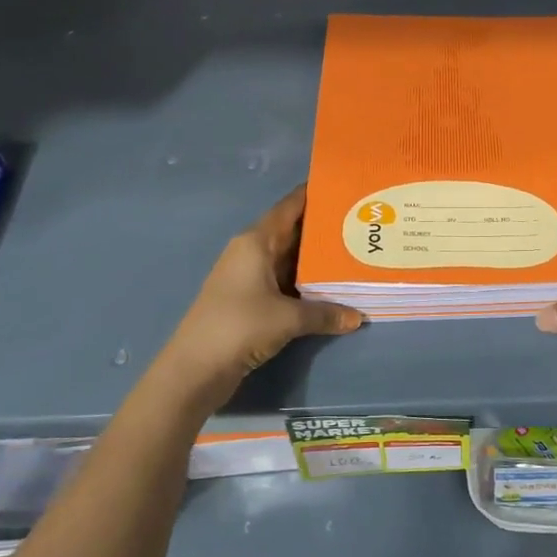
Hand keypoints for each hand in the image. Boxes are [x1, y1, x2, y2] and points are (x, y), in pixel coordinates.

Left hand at [160, 186, 362, 401]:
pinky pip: (286, 283)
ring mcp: (250, 278)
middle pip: (293, 232)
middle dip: (325, 229)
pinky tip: (333, 287)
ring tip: (356, 253)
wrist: (195, 369)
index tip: (345, 187)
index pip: (290, 207)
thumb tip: (358, 317)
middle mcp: (252, 253)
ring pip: (291, 260)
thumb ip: (325, 313)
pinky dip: (307, 284)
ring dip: (318, 260)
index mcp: (255, 242)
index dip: (314, 195)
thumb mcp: (288, 319)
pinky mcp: (250, 302)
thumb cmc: (239, 327)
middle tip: (362, 224)